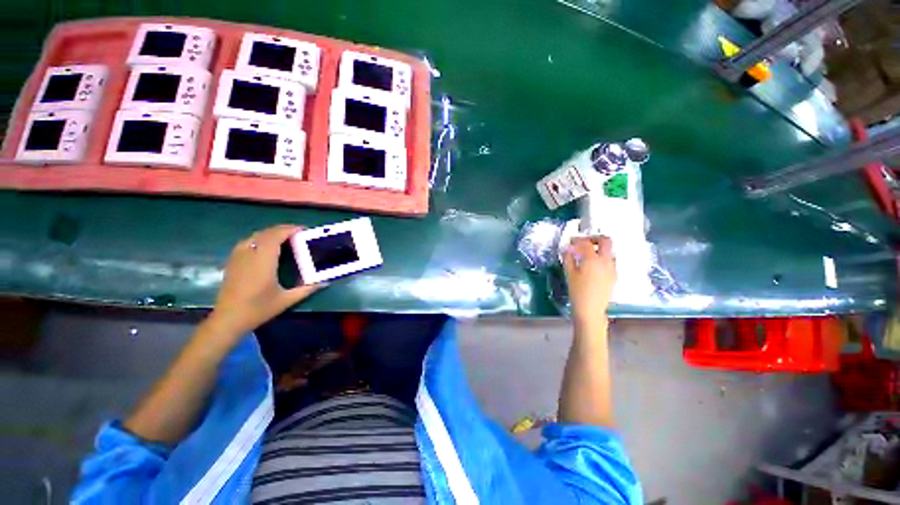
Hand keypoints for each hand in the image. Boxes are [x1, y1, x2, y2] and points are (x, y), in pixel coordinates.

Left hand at [205, 225, 324, 341]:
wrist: (228, 319)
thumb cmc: (258, 309)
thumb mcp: (286, 300)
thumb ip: (307, 289)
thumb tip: (325, 282)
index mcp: (263, 262)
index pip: (275, 237)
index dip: (288, 230)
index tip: (302, 229)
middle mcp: (249, 256)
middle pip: (265, 234)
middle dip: (282, 229)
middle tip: (297, 232)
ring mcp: (238, 258)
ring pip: (254, 236)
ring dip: (270, 232)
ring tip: (283, 236)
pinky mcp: (232, 262)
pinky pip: (246, 242)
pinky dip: (258, 238)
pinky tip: (265, 244)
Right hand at [563, 236, 616, 327]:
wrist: (591, 310)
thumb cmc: (577, 292)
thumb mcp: (569, 274)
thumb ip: (568, 258)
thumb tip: (567, 249)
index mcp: (593, 260)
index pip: (586, 243)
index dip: (577, 240)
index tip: (571, 242)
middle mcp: (606, 261)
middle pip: (605, 241)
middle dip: (594, 238)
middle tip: (584, 242)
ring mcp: (612, 268)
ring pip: (609, 251)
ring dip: (598, 248)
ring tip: (587, 254)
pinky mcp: (614, 275)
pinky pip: (610, 261)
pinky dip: (602, 258)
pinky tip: (592, 266)